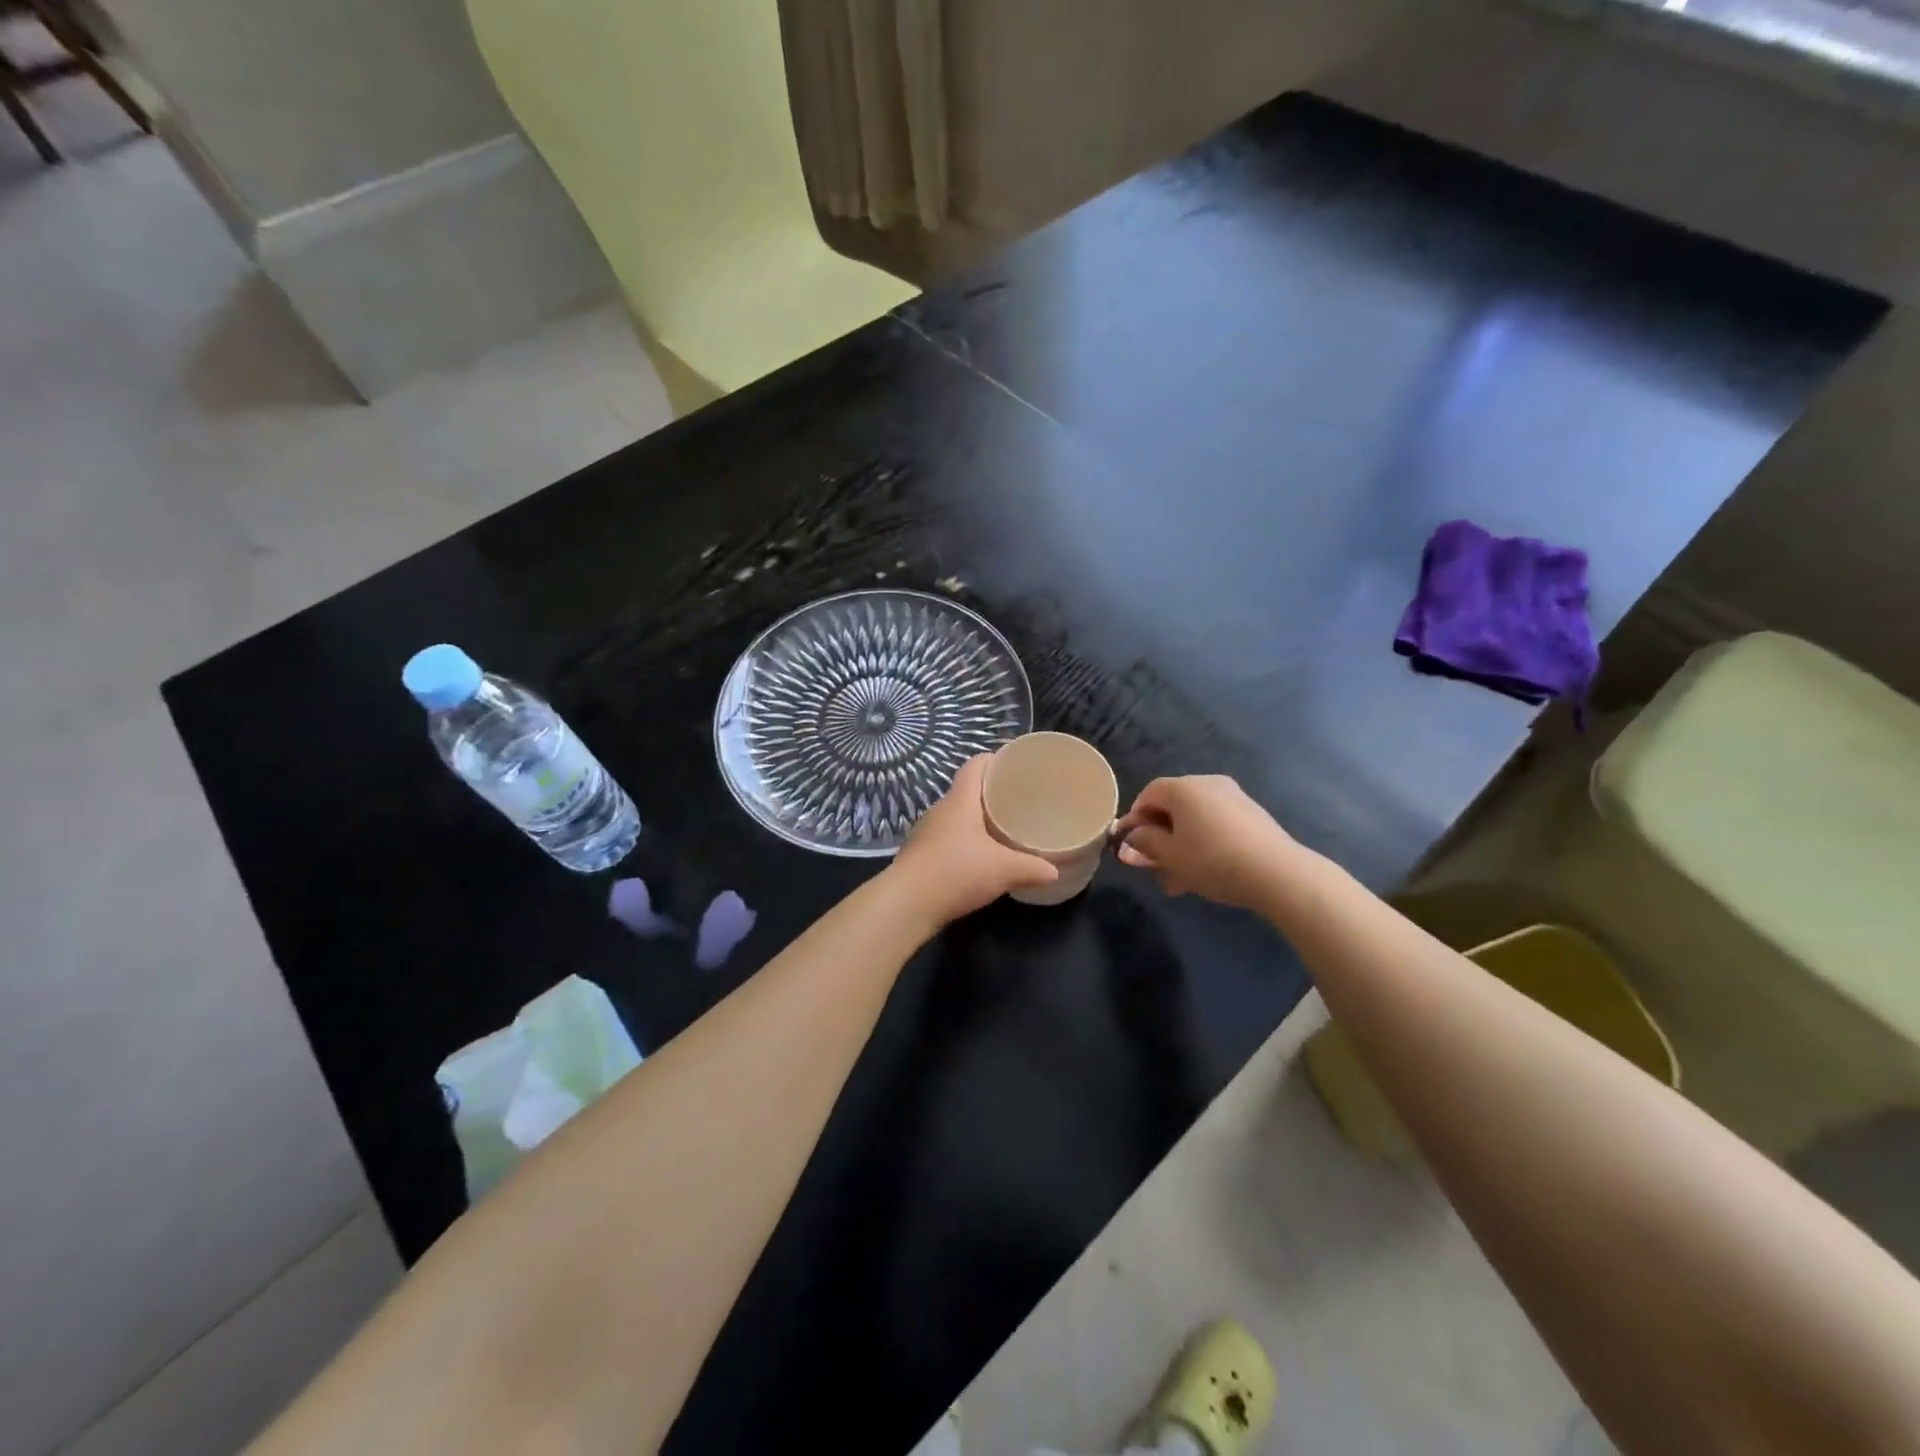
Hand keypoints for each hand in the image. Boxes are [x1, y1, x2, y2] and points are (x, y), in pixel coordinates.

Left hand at [886, 755, 1058, 926]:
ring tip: (1002, 828)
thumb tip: (1054, 870)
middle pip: (967, 790)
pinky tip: (979, 855)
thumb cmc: (956, 873)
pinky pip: (948, 836)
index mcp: (960, 800)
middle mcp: (940, 809)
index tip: (1016, 767)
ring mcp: (927, 832)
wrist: (907, 904)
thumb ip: (1032, 867)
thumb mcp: (1003, 870)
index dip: (995, 760)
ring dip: (977, 819)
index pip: (975, 765)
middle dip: (991, 793)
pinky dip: (965, 840)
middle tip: (1018, 801)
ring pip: (957, 815)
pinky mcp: (921, 853)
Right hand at [1113, 775, 1305, 911]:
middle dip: (1159, 837)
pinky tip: (1204, 873)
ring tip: (1178, 880)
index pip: (1148, 794)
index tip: (1130, 846)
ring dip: (1181, 846)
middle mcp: (1208, 783)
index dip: (1134, 819)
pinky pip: (1216, 825)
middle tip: (1154, 867)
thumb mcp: (1170, 856)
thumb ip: (1144, 844)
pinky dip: (1204, 843)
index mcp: (1183, 787)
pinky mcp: (1253, 815)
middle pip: (1173, 807)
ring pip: (1195, 820)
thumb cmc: (1212, 859)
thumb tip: (1129, 841)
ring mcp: (1234, 797)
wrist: (1277, 872)